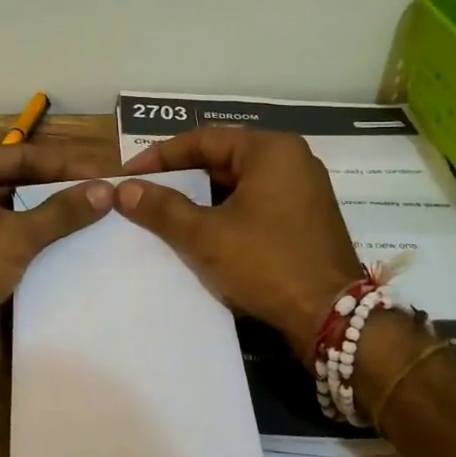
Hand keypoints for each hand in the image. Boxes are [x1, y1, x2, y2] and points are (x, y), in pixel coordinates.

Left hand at [0, 142, 116, 357]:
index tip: (103, 174)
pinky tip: (53, 241)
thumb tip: (105, 190)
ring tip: (83, 215)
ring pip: (2, 203)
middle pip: (11, 176)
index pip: (22, 154)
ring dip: (39, 210)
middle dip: (53, 187)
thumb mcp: (19, 236)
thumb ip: (63, 211)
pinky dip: (19, 230)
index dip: (66, 166)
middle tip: (97, 194)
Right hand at [117, 127, 361, 359]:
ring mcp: (303, 189)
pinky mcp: (306, 217)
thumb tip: (123, 189)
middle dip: (181, 176)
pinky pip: (256, 201)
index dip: (160, 156)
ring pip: (239, 182)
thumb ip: (162, 208)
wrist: (332, 317)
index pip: (203, 139)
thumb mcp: (206, 236)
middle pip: (222, 158)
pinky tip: (201, 230)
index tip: (128, 174)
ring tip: (165, 212)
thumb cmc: (266, 264)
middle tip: (144, 192)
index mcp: (271, 150)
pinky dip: (226, 211)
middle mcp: (291, 159)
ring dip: (202, 196)